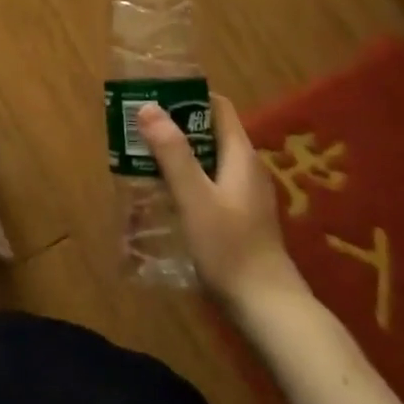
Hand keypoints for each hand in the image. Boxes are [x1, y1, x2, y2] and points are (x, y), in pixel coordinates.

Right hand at [137, 95, 310, 316]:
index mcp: (240, 155)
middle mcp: (246, 167)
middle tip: (137, 129)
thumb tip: (148, 107)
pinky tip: (163, 193)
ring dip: (177, 154)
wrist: (267, 306)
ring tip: (141, 157)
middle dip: (174, 127)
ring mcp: (245, 194)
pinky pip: (209, 183)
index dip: (187, 97)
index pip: (217, 108)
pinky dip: (186, 178)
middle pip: (209, 132)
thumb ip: (173, 153)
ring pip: (207, 159)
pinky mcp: (239, 217)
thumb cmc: (229, 247)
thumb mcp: (194, 197)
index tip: (152, 97)